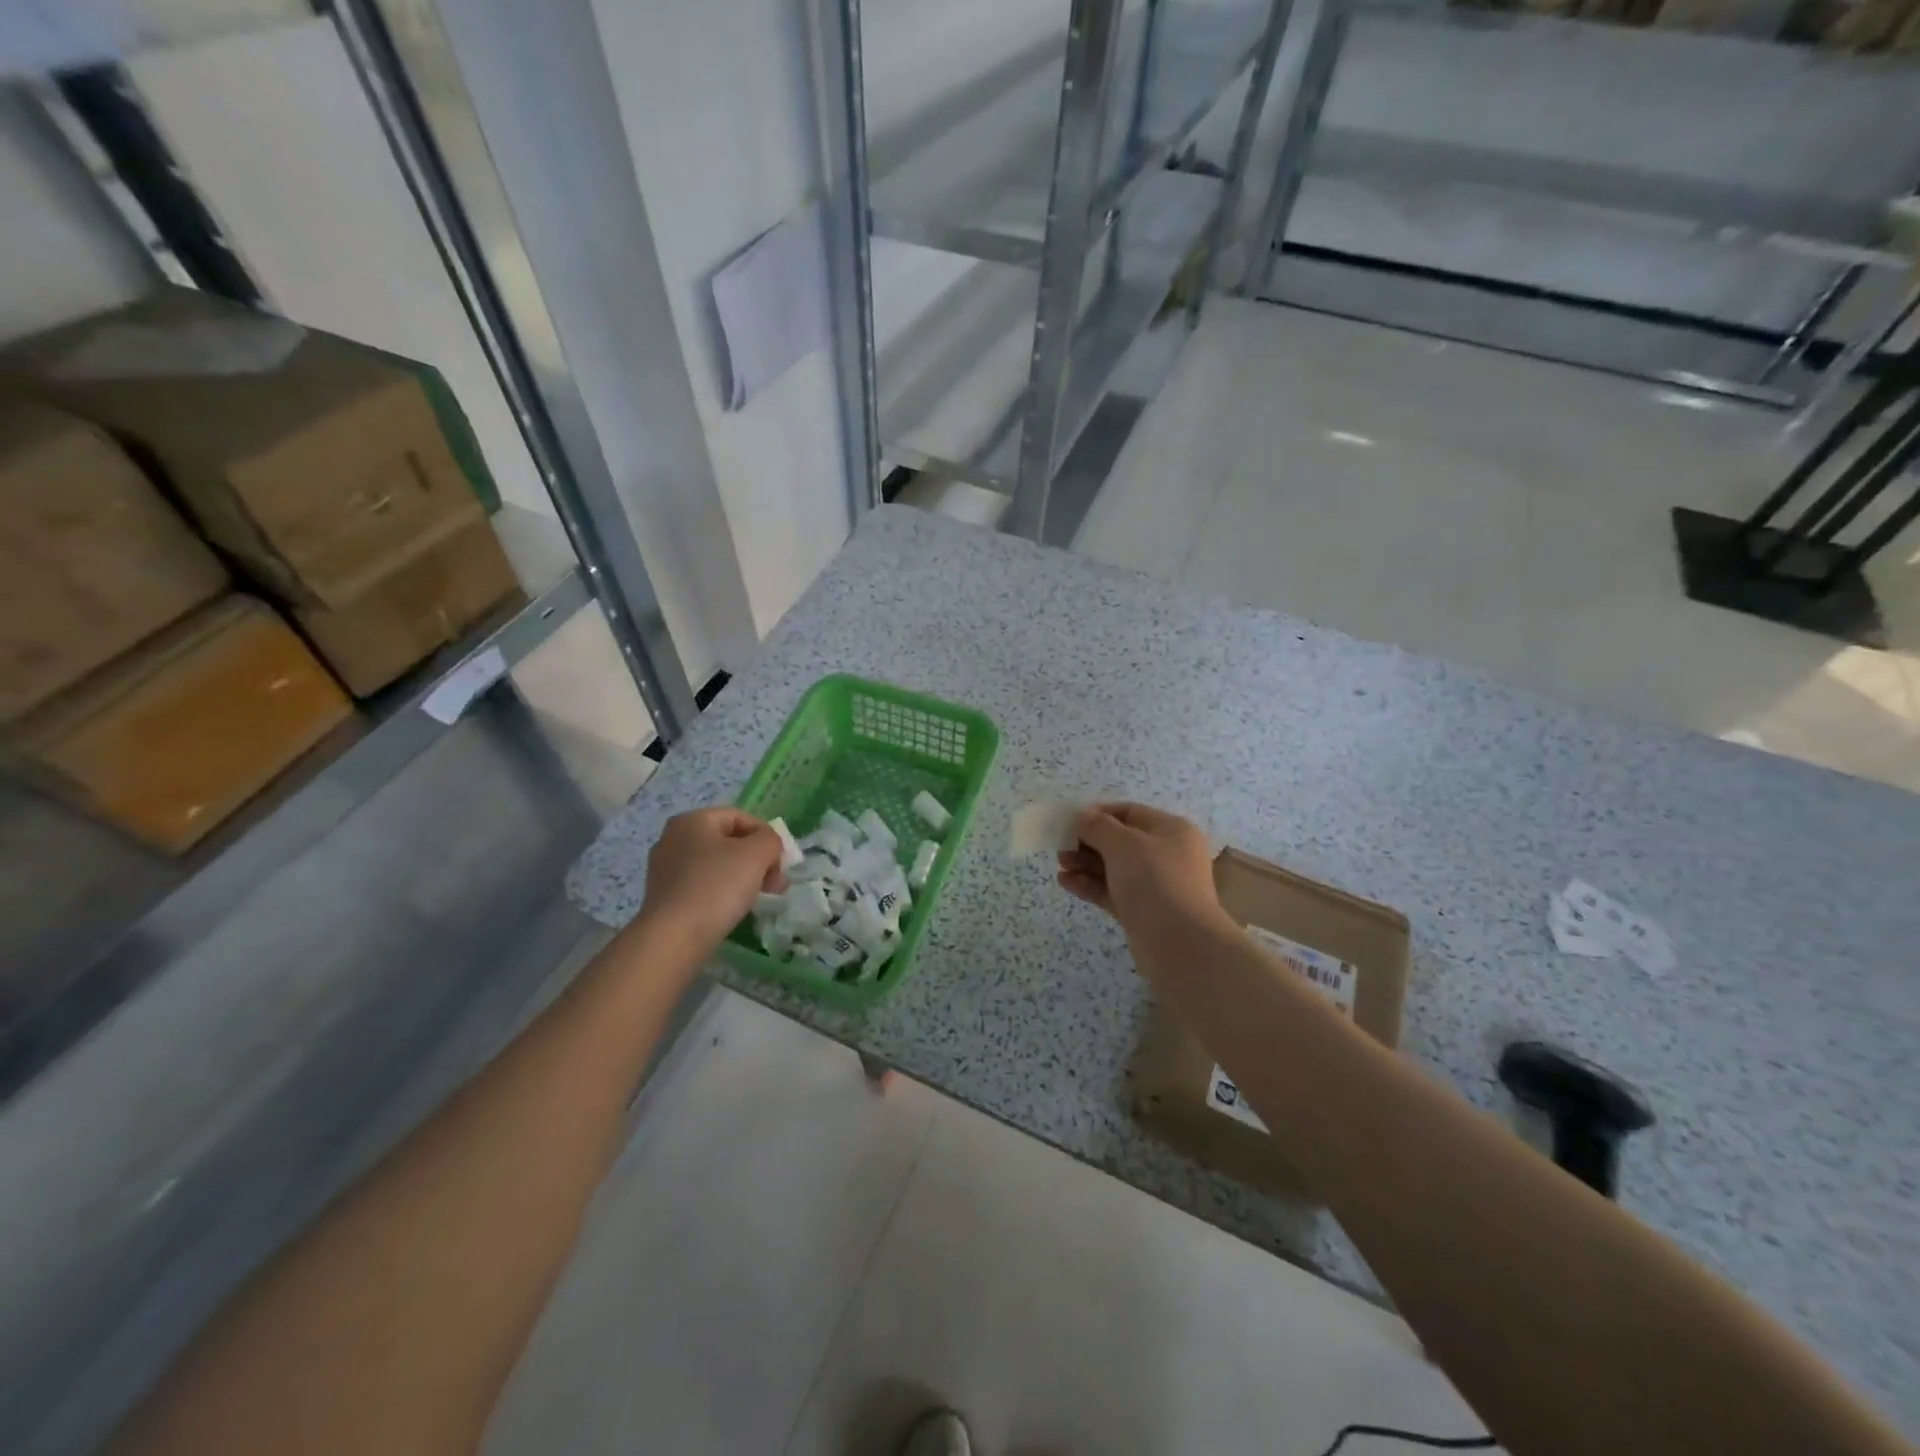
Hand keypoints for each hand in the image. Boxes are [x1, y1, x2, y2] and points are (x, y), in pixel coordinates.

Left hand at [639, 808, 786, 951]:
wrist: (674, 938)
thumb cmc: (717, 886)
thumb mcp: (756, 854)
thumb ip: (770, 840)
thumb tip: (767, 846)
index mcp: (692, 820)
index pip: (740, 817)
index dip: (766, 836)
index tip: (780, 863)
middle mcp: (673, 838)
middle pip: (728, 841)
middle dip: (757, 859)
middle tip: (775, 883)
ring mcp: (665, 869)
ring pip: (716, 864)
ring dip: (743, 876)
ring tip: (758, 898)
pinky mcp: (664, 896)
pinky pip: (702, 885)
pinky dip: (722, 892)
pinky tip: (732, 909)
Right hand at [1057, 802, 1225, 943]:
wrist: (1181, 946)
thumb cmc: (1155, 882)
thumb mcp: (1124, 844)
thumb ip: (1098, 826)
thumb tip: (1082, 816)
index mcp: (1171, 831)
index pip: (1129, 812)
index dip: (1098, 813)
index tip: (1068, 820)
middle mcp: (1166, 855)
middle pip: (1120, 841)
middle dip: (1088, 841)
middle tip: (1060, 847)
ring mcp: (1155, 885)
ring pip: (1114, 868)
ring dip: (1085, 864)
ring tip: (1060, 866)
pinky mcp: (1142, 912)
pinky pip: (1112, 891)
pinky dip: (1090, 885)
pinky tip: (1066, 882)